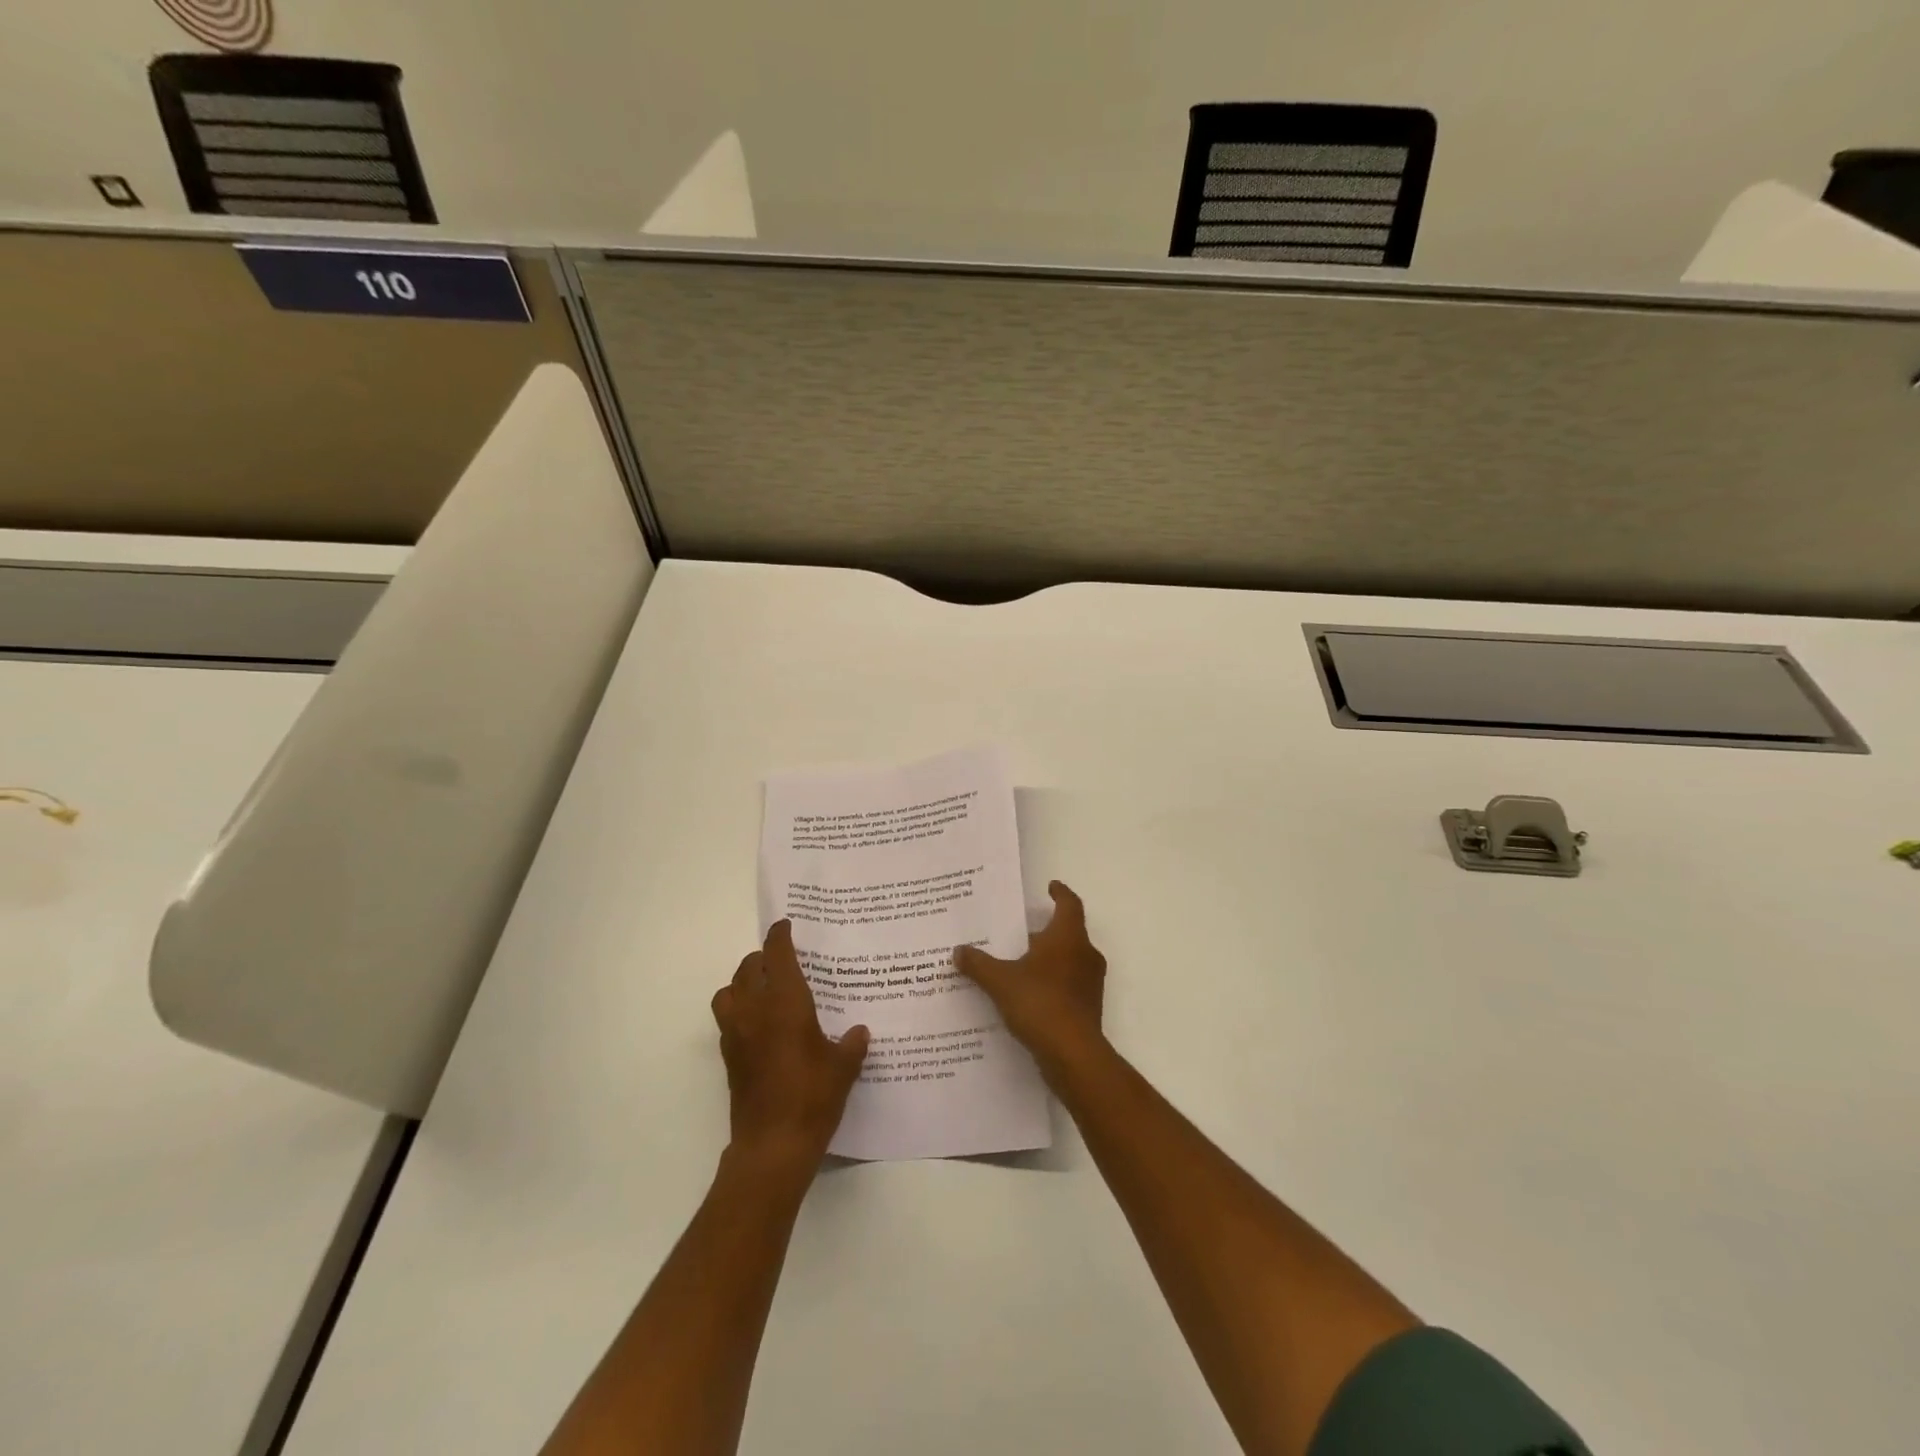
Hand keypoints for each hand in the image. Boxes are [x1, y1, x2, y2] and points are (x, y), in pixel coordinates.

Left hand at [711, 921, 868, 1168]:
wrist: (773, 1145)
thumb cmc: (812, 1096)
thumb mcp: (844, 1067)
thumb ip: (852, 1044)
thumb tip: (859, 1032)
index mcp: (785, 1002)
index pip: (777, 954)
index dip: (780, 936)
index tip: (786, 926)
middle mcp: (755, 1010)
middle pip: (748, 968)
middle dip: (762, 958)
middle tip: (782, 960)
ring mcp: (736, 1034)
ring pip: (728, 991)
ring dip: (743, 982)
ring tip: (764, 990)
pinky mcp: (729, 1058)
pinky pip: (727, 1019)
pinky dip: (739, 1011)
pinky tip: (760, 1026)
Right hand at [954, 881, 1107, 1080]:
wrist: (1073, 1055)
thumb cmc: (1040, 1003)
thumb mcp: (1000, 981)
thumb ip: (978, 964)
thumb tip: (958, 950)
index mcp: (1068, 937)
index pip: (1069, 904)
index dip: (1060, 893)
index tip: (1050, 886)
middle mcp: (1085, 954)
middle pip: (1068, 932)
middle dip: (1045, 931)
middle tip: (1020, 930)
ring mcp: (1090, 983)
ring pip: (1068, 959)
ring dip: (1048, 958)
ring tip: (1019, 962)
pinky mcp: (1088, 1007)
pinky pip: (1068, 984)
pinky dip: (1051, 983)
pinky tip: (1027, 995)